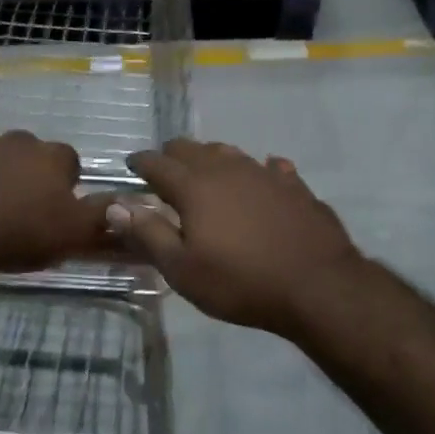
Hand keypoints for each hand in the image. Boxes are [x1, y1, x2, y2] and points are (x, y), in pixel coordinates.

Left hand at [0, 132, 113, 277]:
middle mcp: (12, 142)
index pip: (68, 160)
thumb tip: (125, 201)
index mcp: (49, 155)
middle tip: (23, 208)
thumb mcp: (76, 232)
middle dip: (27, 173)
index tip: (60, 207)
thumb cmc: (22, 231)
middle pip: (26, 153)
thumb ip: (103, 215)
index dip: (66, 183)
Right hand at [108, 139, 362, 334]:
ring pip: (228, 152)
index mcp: (195, 186)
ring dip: (211, 159)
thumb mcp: (183, 270)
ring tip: (205, 173)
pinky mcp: (294, 185)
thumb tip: (117, 205)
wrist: (318, 285)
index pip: (158, 163)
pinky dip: (257, 171)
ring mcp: (264, 173)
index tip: (131, 165)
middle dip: (172, 155)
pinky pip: (269, 167)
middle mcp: (227, 168)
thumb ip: (148, 234)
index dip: (141, 162)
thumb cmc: (241, 282)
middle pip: (192, 149)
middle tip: (164, 171)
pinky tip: (262, 179)